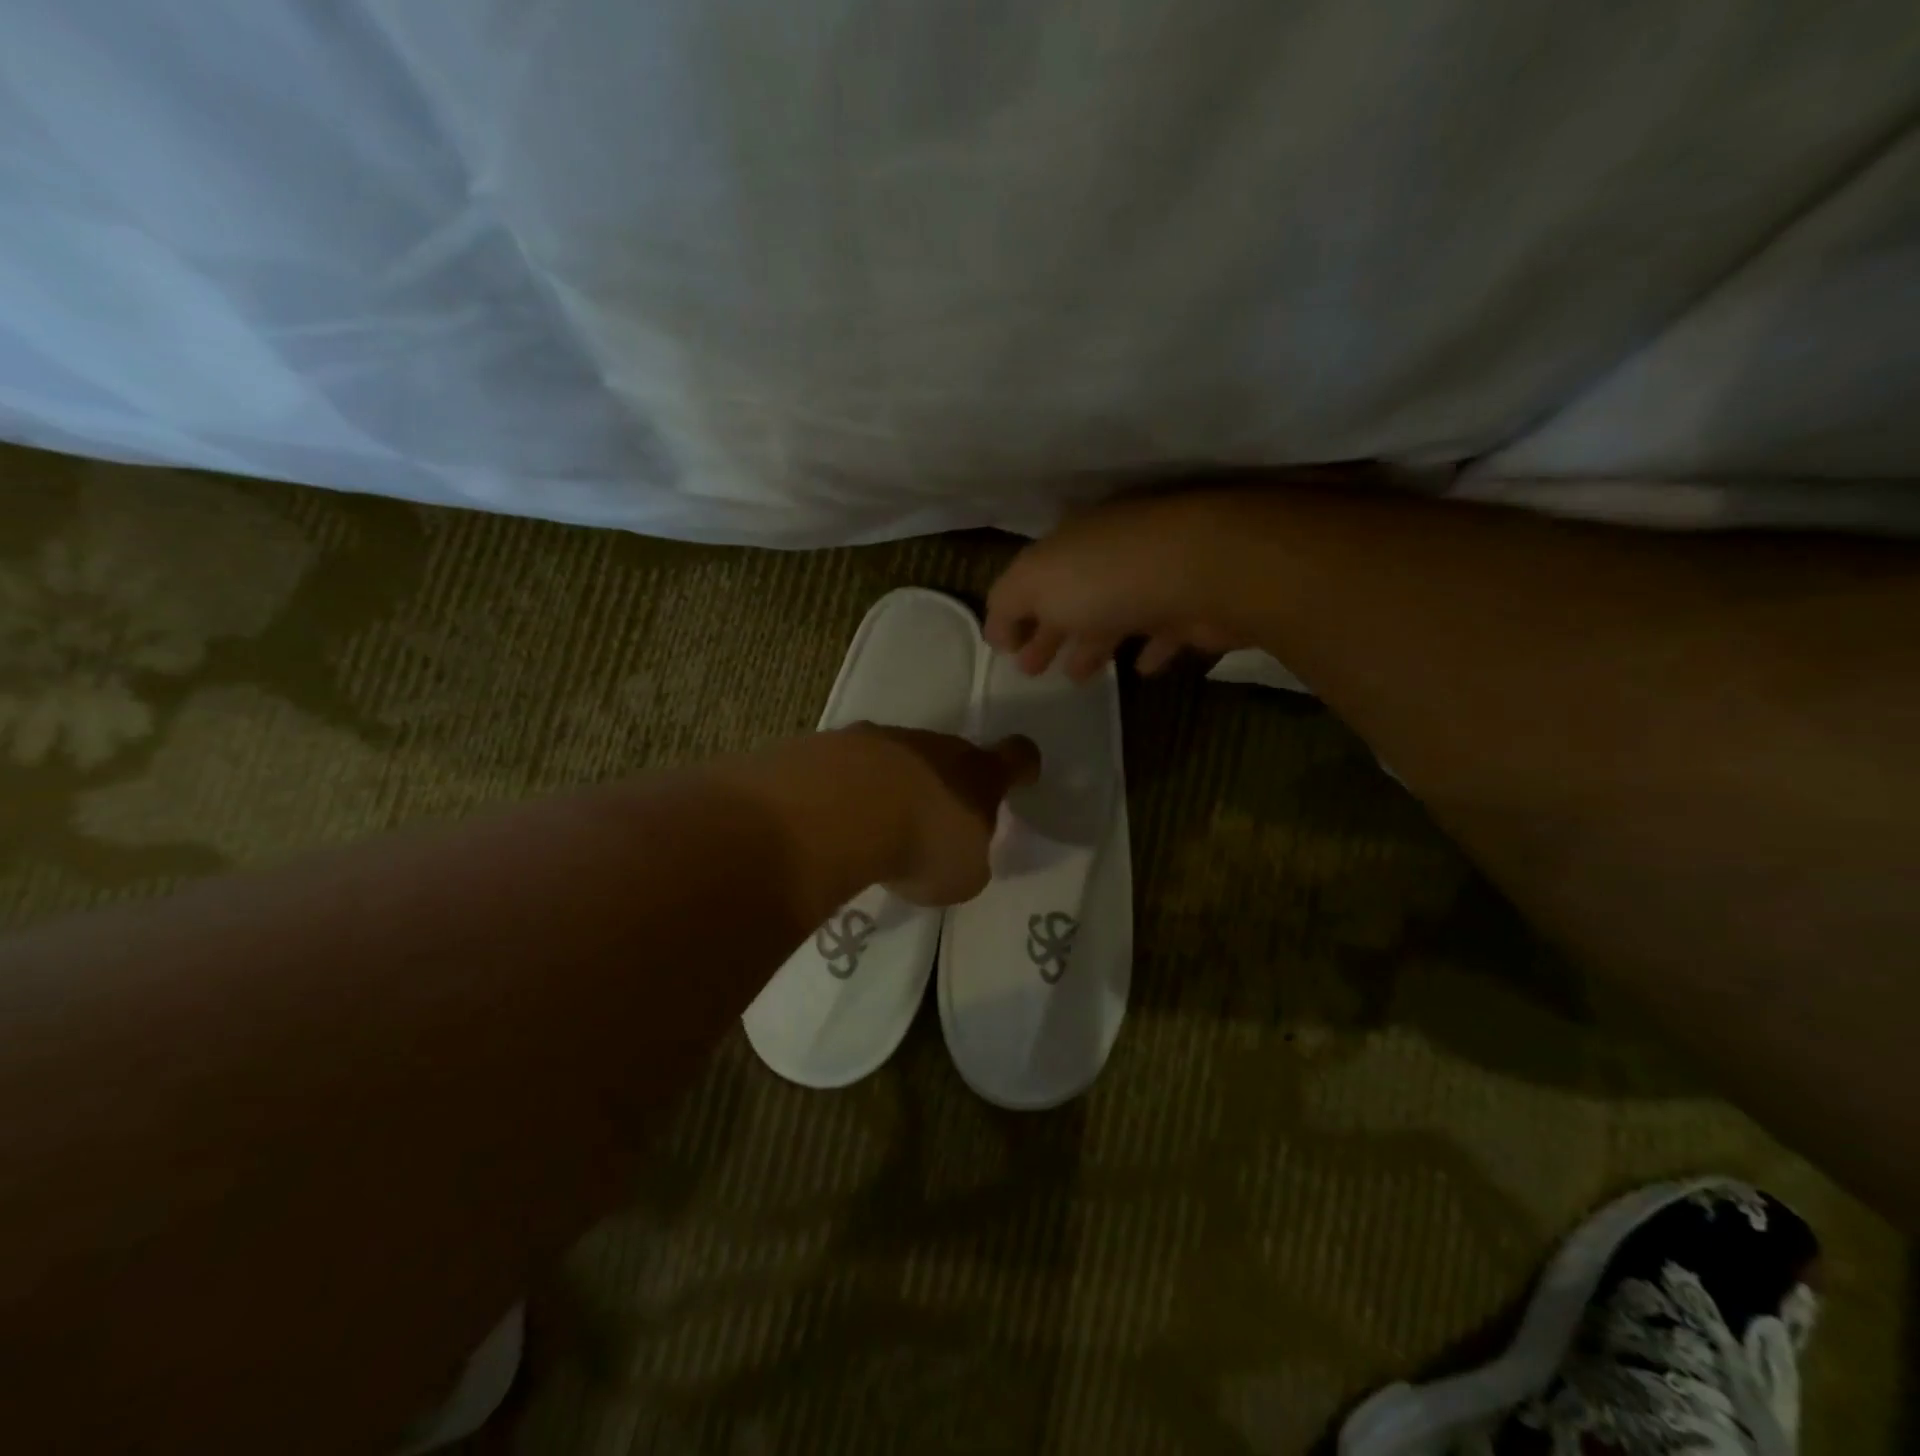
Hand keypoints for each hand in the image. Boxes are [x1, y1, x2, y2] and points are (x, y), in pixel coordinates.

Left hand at [844, 725, 1040, 904]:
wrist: (839, 812)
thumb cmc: (920, 846)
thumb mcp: (962, 876)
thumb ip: (968, 861)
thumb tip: (960, 855)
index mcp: (979, 774)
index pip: (1017, 757)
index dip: (1021, 767)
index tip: (1020, 779)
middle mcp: (936, 746)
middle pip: (952, 756)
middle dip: (945, 784)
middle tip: (930, 822)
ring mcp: (882, 738)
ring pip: (899, 756)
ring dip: (894, 783)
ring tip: (874, 824)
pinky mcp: (834, 742)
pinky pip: (850, 762)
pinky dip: (847, 784)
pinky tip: (834, 816)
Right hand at [985, 492, 1253, 680]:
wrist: (1205, 571)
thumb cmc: (1106, 578)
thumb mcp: (1034, 583)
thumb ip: (1006, 604)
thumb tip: (998, 634)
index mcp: (1070, 544)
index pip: (1033, 577)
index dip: (1014, 613)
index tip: (1004, 651)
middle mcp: (1110, 556)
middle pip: (1071, 599)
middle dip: (1048, 633)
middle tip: (1030, 671)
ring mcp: (1154, 580)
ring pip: (1113, 616)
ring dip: (1091, 645)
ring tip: (1076, 678)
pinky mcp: (1191, 608)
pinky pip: (1163, 633)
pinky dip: (1149, 651)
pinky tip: (1140, 671)